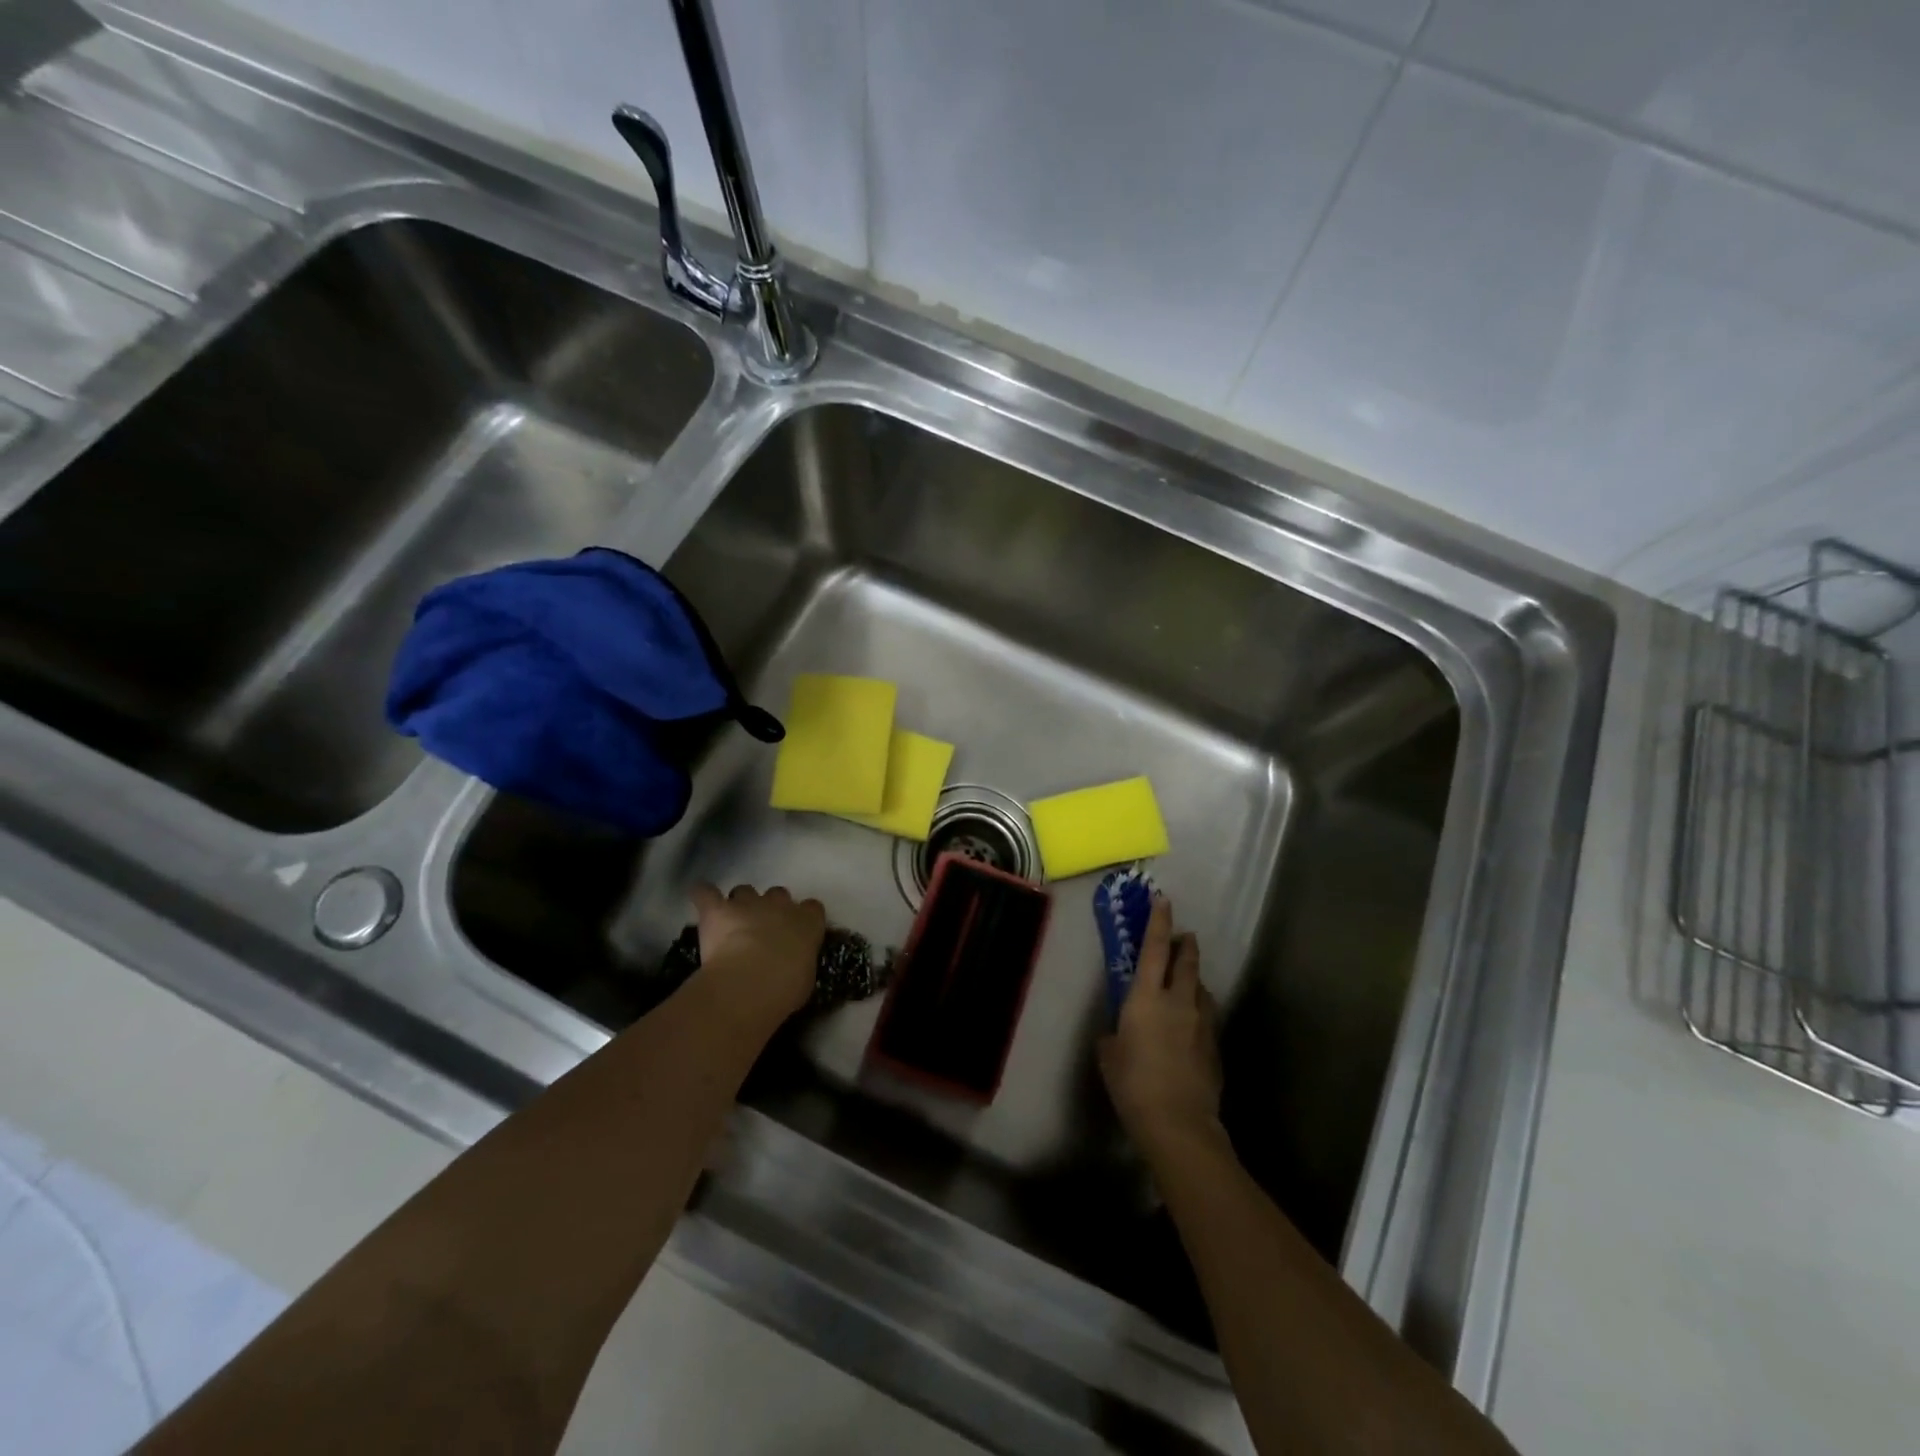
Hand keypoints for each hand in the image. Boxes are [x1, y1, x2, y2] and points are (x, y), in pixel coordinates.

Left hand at [689, 883, 824, 1030]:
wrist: (750, 983)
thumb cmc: (785, 988)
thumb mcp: (804, 979)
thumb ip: (800, 962)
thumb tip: (793, 964)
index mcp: (807, 922)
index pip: (812, 908)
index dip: (803, 917)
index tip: (797, 932)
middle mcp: (780, 905)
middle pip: (778, 894)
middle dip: (770, 908)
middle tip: (762, 930)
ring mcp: (748, 904)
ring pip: (744, 891)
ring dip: (739, 904)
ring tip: (731, 922)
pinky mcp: (717, 910)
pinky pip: (705, 892)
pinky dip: (702, 894)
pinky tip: (700, 898)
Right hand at [1098, 899, 1222, 1156]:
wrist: (1178, 1122)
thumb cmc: (1132, 1082)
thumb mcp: (1109, 1053)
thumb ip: (1115, 1033)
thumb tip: (1121, 1031)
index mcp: (1146, 996)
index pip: (1153, 948)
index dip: (1158, 921)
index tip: (1163, 900)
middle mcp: (1178, 1001)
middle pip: (1187, 961)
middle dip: (1185, 944)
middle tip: (1183, 936)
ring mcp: (1201, 1022)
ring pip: (1202, 988)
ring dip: (1194, 979)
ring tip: (1187, 982)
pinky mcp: (1214, 1045)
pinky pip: (1207, 1016)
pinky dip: (1199, 1009)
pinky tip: (1191, 1023)